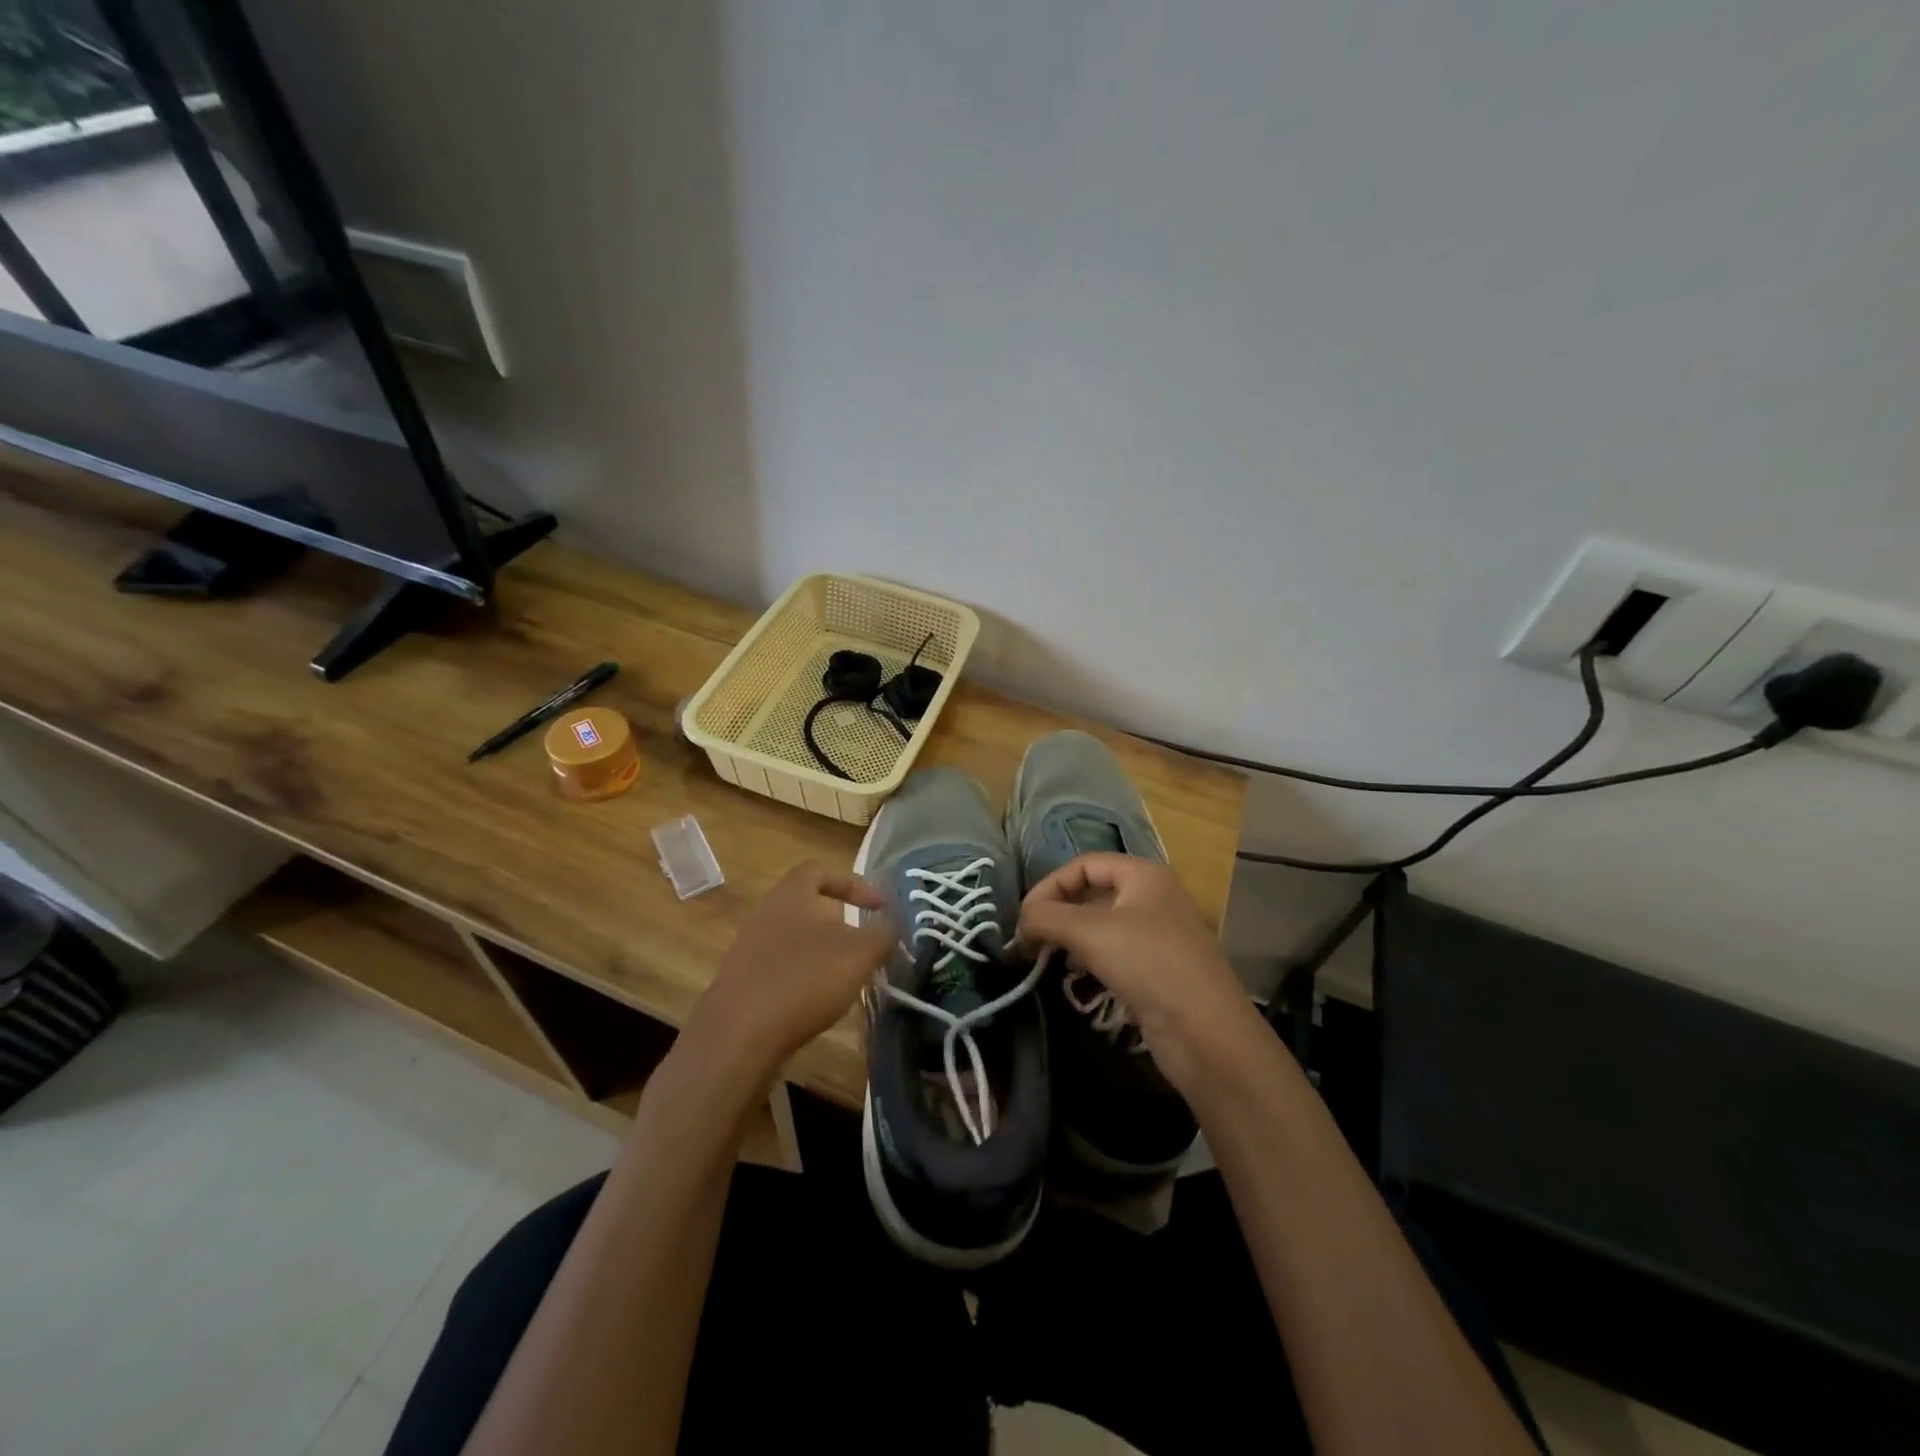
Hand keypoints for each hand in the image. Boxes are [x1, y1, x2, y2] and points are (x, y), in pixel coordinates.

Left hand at [686, 862, 892, 1078]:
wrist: (739, 1034)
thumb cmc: (805, 979)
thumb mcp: (860, 954)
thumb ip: (883, 934)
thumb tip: (891, 926)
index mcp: (792, 893)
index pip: (821, 870)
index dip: (853, 883)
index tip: (878, 907)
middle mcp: (766, 912)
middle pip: (808, 906)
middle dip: (840, 923)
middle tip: (864, 945)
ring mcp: (749, 948)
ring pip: (795, 939)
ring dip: (823, 953)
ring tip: (847, 977)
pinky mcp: (742, 982)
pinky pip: (781, 969)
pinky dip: (803, 978)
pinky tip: (818, 1002)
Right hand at [1017, 853, 1263, 1098]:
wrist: (1206, 1033)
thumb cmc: (1148, 964)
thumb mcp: (1089, 932)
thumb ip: (1046, 917)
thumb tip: (1020, 921)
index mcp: (1144, 875)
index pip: (1084, 864)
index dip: (1051, 885)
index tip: (1024, 918)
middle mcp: (1154, 898)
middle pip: (1093, 893)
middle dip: (1059, 913)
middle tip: (1029, 940)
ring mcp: (1159, 935)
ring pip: (1102, 926)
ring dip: (1071, 938)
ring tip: (1047, 958)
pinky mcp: (1158, 970)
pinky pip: (1115, 954)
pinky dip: (1090, 960)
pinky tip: (1076, 977)